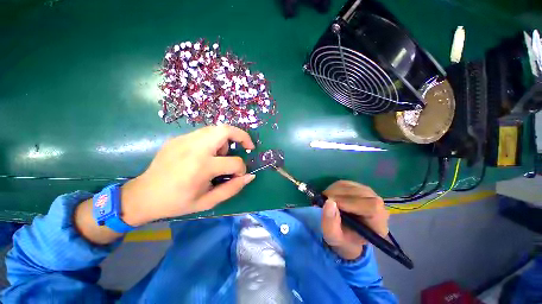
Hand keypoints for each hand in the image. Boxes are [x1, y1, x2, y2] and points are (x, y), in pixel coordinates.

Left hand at [121, 125, 255, 225]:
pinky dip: (213, 140)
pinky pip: (204, 133)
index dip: (241, 170)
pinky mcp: (178, 138)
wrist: (144, 195)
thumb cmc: (177, 202)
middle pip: (226, 130)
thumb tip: (250, 176)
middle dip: (242, 136)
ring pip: (216, 129)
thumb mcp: (208, 202)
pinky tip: (207, 153)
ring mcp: (184, 139)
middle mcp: (194, 148)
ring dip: (227, 139)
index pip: (234, 162)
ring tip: (222, 154)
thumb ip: (232, 188)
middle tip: (247, 146)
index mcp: (202, 167)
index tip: (238, 176)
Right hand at [321, 181, 388, 259]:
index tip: (332, 203)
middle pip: (361, 193)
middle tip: (324, 200)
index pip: (372, 207)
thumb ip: (330, 223)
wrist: (345, 233)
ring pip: (352, 186)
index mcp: (378, 224)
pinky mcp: (358, 188)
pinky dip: (334, 187)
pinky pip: (346, 183)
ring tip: (325, 200)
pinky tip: (330, 196)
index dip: (351, 202)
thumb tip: (329, 202)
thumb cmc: (342, 238)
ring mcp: (369, 195)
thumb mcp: (333, 237)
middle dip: (339, 195)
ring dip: (334, 190)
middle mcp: (379, 207)